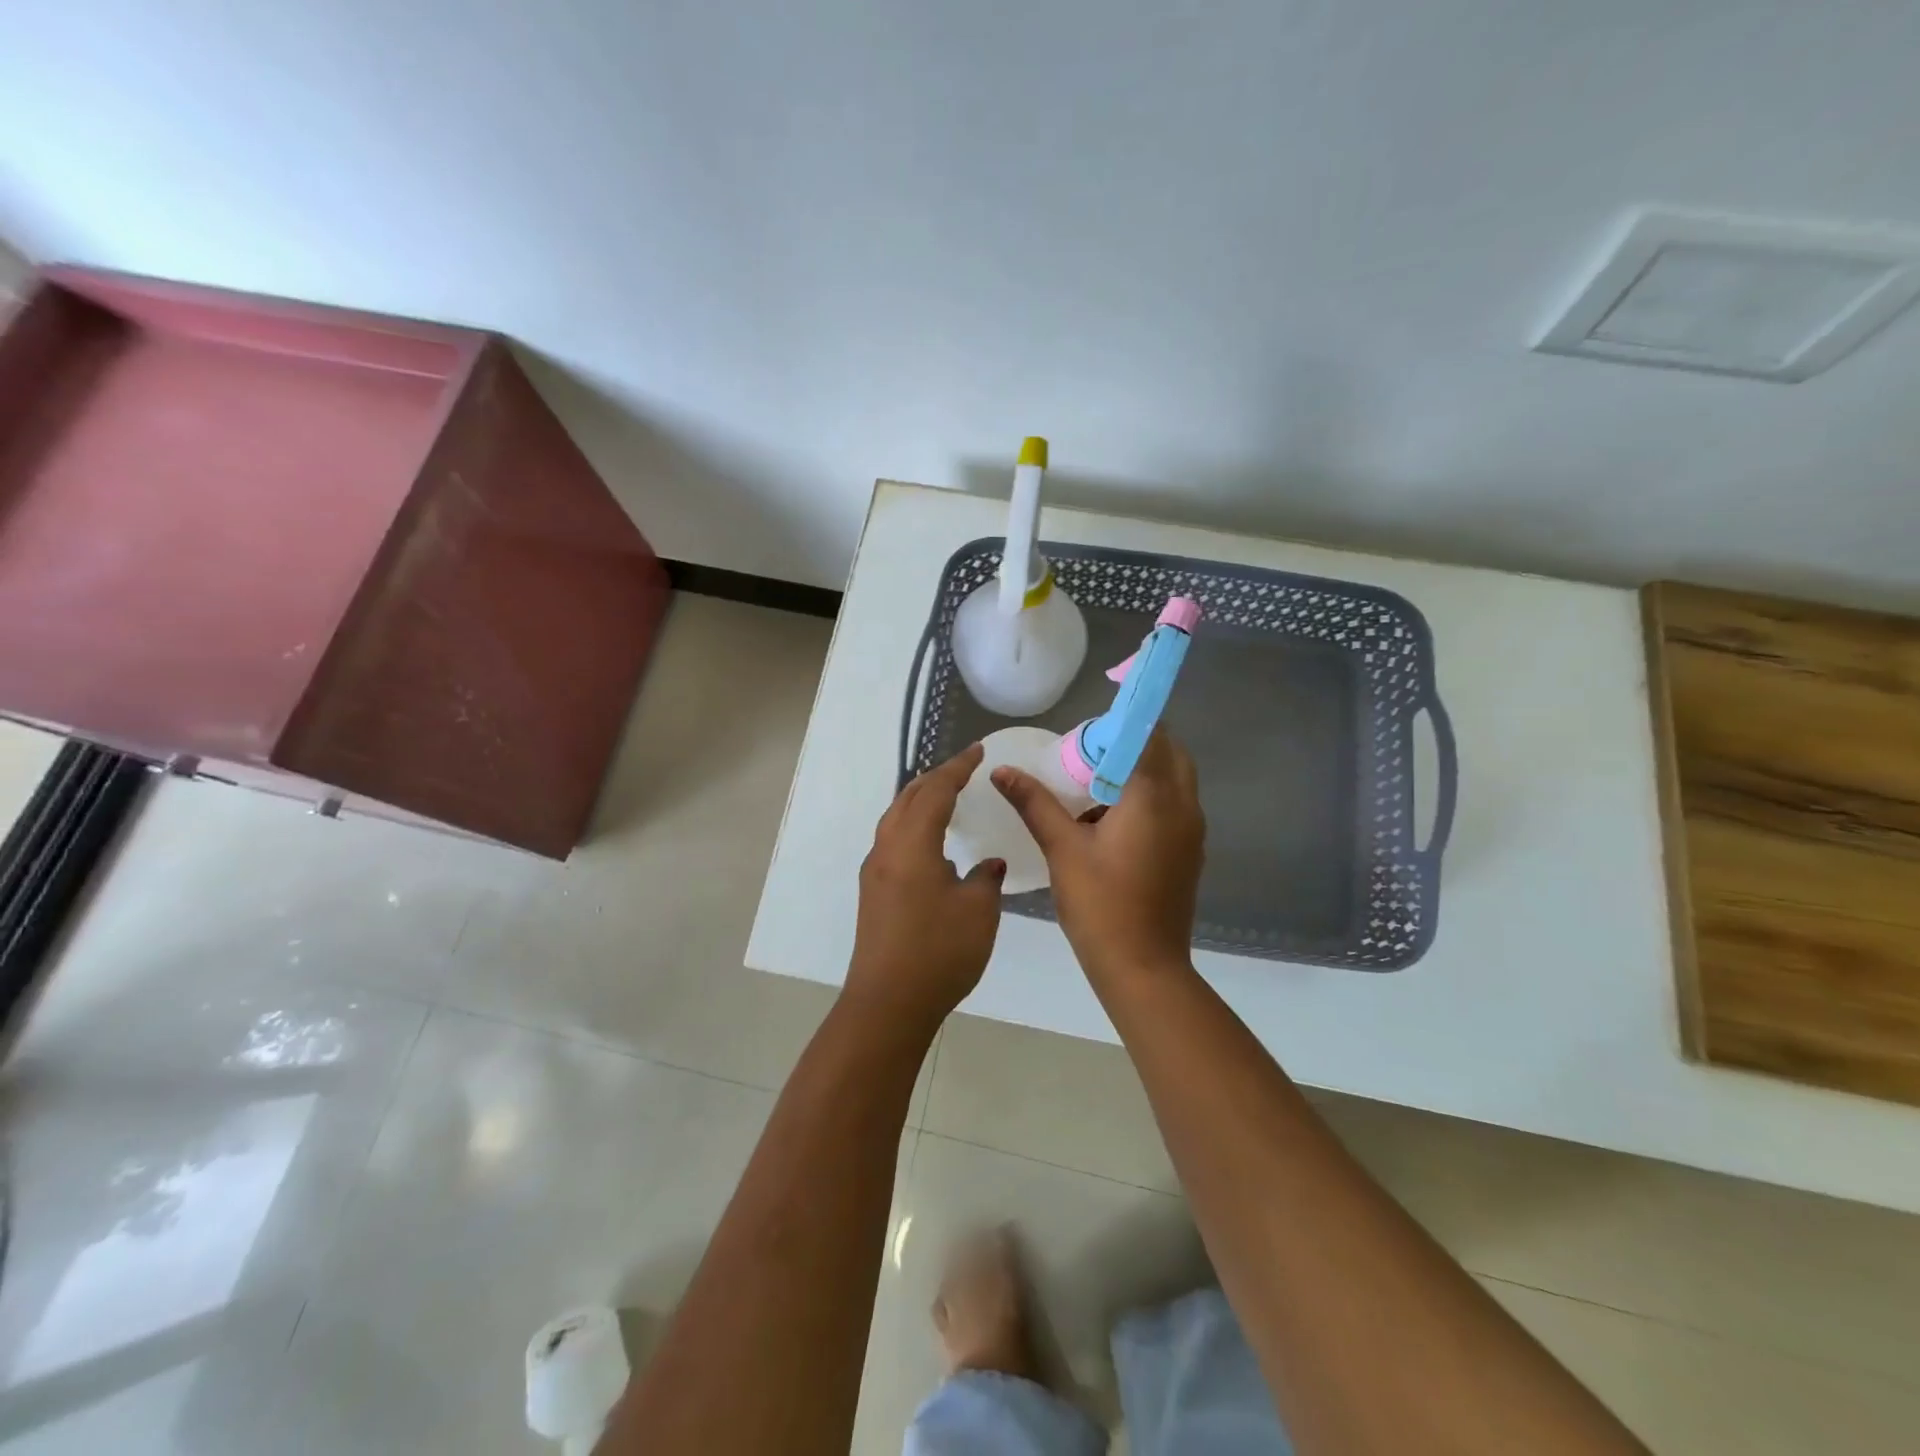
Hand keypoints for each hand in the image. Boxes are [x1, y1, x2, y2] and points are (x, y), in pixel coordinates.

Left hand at [847, 743, 1005, 1028]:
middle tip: (963, 770)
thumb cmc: (938, 952)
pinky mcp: (873, 893)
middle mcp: (886, 849)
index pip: (935, 791)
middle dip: (936, 778)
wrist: (888, 1004)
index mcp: (912, 844)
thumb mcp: (978, 911)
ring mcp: (875, 872)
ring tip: (946, 797)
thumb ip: (985, 878)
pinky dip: (913, 825)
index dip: (957, 768)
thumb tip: (986, 864)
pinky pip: (893, 840)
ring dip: (920, 800)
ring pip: (895, 819)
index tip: (978, 752)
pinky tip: (931, 843)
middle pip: (908, 797)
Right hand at [992, 728, 1204, 983]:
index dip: (1120, 724)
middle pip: (1169, 752)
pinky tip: (1110, 821)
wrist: (1144, 967)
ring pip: (1175, 780)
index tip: (1087, 729)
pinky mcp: (1189, 852)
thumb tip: (1002, 770)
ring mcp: (1192, 831)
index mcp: (1154, 797)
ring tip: (1095, 784)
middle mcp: (1183, 806)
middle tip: (1090, 754)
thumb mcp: (1062, 848)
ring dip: (1143, 770)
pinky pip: (1174, 806)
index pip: (1148, 735)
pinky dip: (1150, 797)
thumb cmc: (1101, 904)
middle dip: (1133, 743)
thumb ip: (1034, 803)